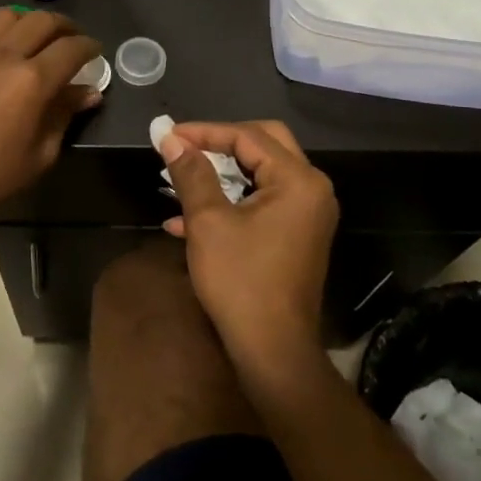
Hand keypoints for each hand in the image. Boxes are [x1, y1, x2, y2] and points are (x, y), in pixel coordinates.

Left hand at [0, 8, 102, 222]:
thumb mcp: (41, 153)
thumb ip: (64, 114)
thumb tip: (88, 92)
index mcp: (31, 80)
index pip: (71, 48)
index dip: (89, 46)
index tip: (93, 51)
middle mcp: (1, 55)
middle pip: (41, 21)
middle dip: (63, 26)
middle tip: (68, 38)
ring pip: (4, 17)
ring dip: (25, 23)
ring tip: (29, 37)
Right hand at [159, 120, 338, 372]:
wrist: (272, 349)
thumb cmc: (241, 280)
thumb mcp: (208, 222)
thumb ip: (191, 173)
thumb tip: (170, 139)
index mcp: (297, 180)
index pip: (248, 136)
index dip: (204, 131)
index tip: (168, 135)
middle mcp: (311, 189)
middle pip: (263, 144)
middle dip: (219, 142)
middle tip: (184, 146)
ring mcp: (308, 213)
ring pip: (261, 173)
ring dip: (221, 173)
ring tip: (180, 178)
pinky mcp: (297, 234)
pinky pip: (263, 200)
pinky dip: (230, 200)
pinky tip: (186, 219)